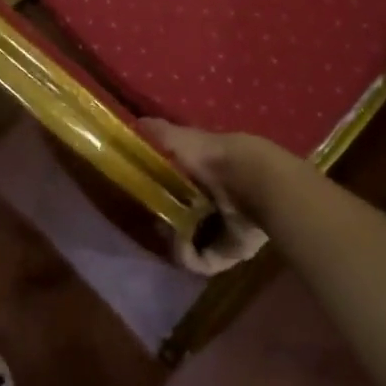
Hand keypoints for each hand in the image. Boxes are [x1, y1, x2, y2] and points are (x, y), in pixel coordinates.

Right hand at [143, 121, 272, 275]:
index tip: (141, 195)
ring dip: (174, 241)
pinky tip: (181, 242)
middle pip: (184, 216)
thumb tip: (135, 124)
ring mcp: (224, 228)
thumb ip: (156, 134)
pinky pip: (201, 261)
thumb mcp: (178, 139)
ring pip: (191, 241)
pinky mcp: (229, 252)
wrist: (250, 180)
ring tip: (167, 232)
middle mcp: (215, 201)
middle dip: (165, 220)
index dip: (158, 191)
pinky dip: (187, 254)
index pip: (178, 185)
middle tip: (150, 217)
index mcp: (205, 174)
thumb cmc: (212, 156)